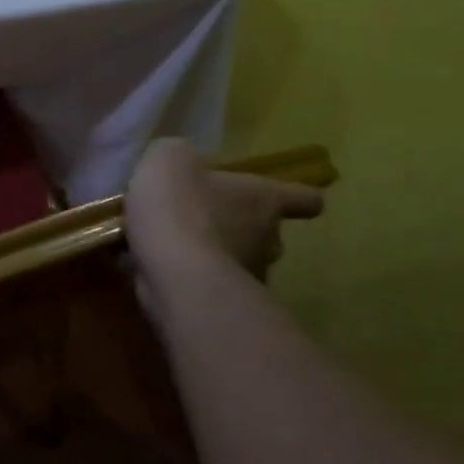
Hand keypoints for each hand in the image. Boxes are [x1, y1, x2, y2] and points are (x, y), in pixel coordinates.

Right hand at [126, 139, 324, 285]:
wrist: (171, 271)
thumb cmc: (180, 205)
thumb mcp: (170, 159)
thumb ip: (180, 158)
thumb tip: (184, 166)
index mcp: (264, 199)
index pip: (303, 198)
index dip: (299, 197)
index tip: (298, 201)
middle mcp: (268, 240)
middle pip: (268, 234)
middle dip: (242, 230)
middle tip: (205, 222)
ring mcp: (249, 277)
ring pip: (239, 263)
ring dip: (216, 257)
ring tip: (176, 250)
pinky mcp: (223, 306)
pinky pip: (209, 286)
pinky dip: (192, 280)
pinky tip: (160, 271)